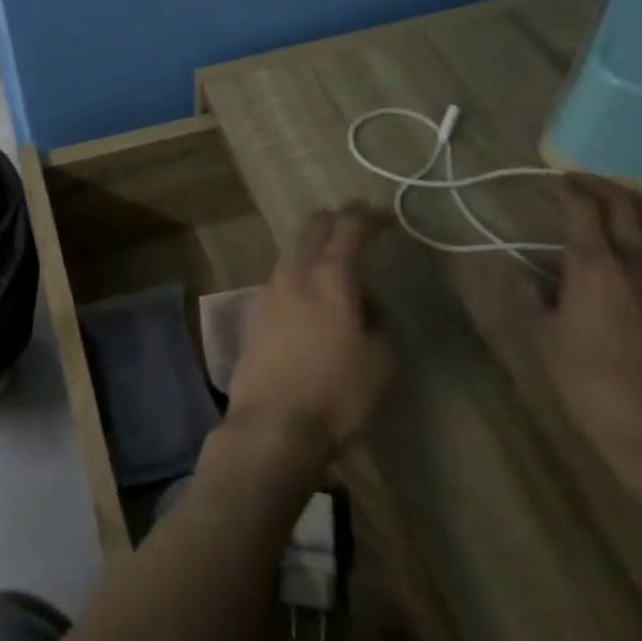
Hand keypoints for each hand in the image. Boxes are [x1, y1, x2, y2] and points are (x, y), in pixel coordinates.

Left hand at [228, 205, 394, 455]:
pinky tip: (311, 291)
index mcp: (330, 277)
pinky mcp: (256, 312)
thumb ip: (377, 320)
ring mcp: (269, 290)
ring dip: (315, 245)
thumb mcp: (380, 360)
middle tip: (358, 222)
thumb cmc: (336, 394)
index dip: (368, 217)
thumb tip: (363, 303)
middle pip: (313, 228)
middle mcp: (295, 273)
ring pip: (293, 250)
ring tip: (336, 259)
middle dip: (337, 219)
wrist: (272, 424)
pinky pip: (283, 276)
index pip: (349, 228)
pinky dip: (301, 270)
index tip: (386, 217)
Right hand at [513, 182, 641, 473]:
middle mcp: (639, 263)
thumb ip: (529, 296)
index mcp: (596, 266)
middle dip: (603, 187)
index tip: (555, 182)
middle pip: (627, 206)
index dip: (569, 189)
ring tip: (624, 203)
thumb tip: (518, 270)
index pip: (584, 209)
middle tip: (583, 183)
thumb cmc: (589, 382)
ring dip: (641, 204)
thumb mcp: (544, 337)